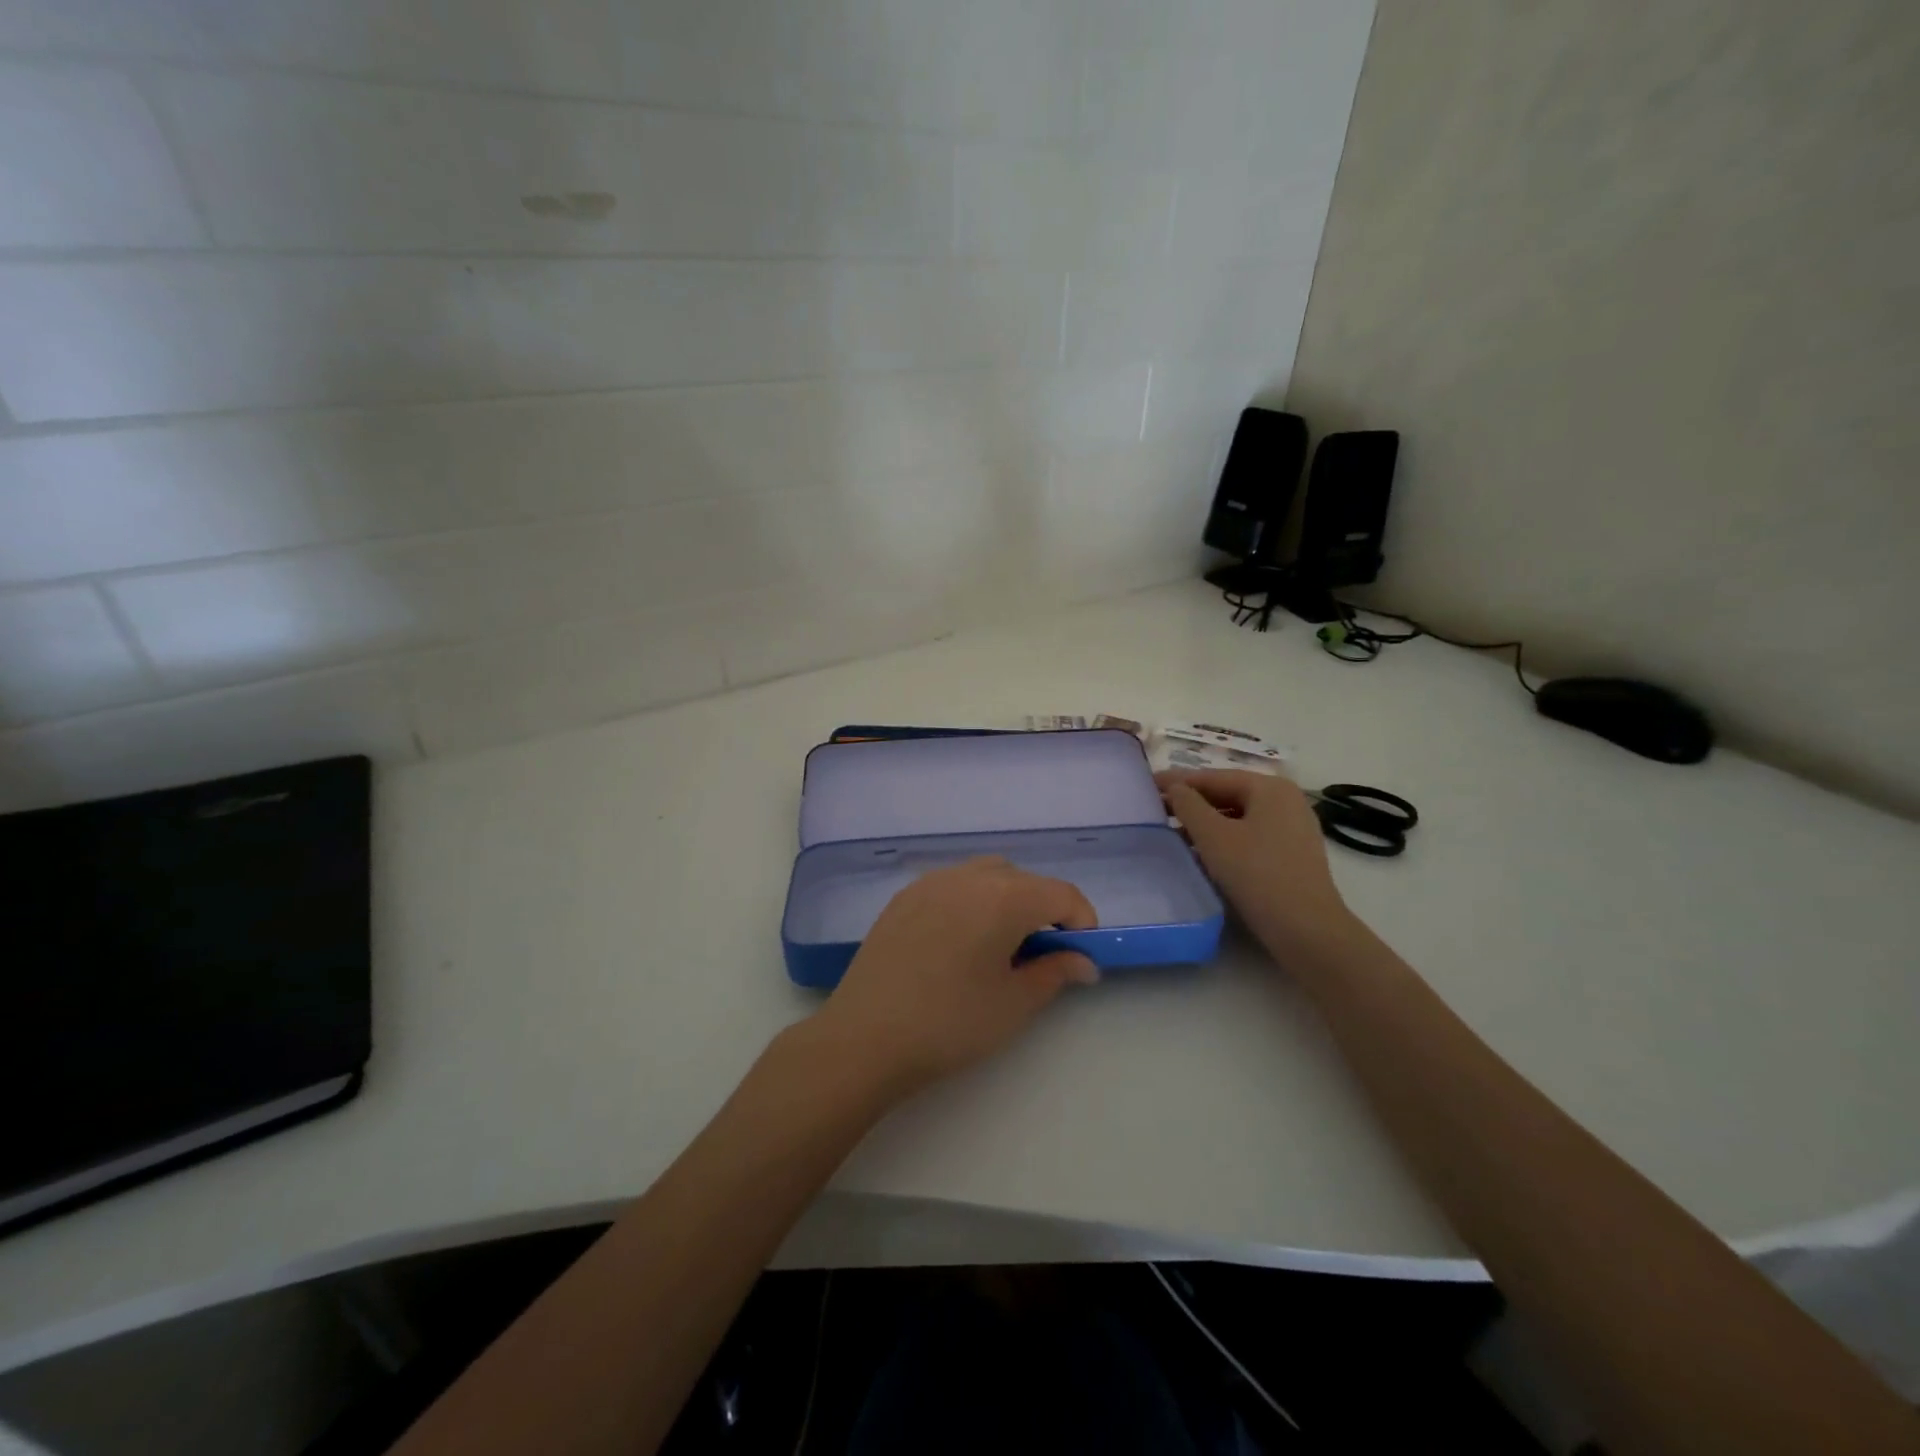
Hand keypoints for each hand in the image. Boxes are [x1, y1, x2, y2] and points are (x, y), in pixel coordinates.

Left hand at [812, 857, 1098, 1096]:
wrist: (865, 1036)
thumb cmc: (950, 1023)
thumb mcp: (1014, 1003)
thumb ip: (1055, 972)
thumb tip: (1083, 961)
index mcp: (1004, 896)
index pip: (1061, 893)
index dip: (1081, 921)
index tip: (1081, 956)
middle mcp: (968, 876)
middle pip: (1023, 879)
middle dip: (1042, 909)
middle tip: (1040, 955)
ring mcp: (931, 882)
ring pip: (985, 875)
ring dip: (1005, 900)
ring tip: (999, 946)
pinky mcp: (903, 896)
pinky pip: (951, 885)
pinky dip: (970, 902)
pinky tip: (959, 943)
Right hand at [1156, 769, 1352, 952]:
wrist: (1306, 930)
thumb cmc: (1257, 874)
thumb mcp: (1213, 836)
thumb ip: (1188, 805)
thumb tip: (1173, 787)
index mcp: (1270, 788)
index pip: (1214, 777)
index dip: (1178, 781)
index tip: (1147, 786)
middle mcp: (1286, 801)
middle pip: (1228, 794)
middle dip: (1192, 803)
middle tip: (1156, 810)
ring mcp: (1292, 828)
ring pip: (1238, 817)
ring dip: (1205, 823)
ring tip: (1173, 833)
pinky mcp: (1292, 854)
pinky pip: (1250, 836)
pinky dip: (1224, 839)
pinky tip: (1202, 853)